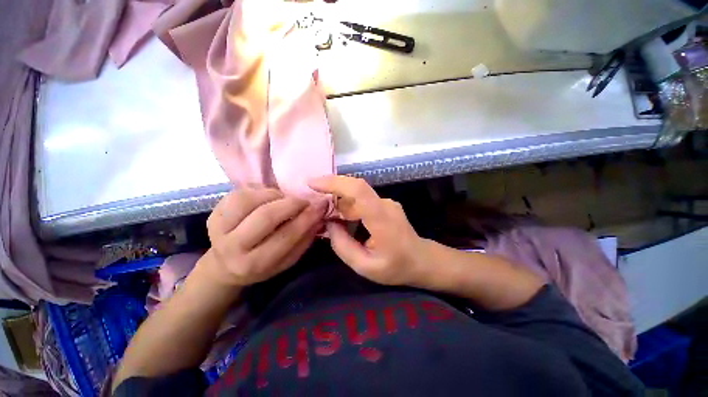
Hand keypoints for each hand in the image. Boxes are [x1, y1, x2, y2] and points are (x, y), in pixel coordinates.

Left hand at [200, 187, 327, 286]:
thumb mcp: (288, 260)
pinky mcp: (213, 213)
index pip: (286, 236)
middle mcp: (232, 247)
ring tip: (284, 200)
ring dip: (273, 195)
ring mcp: (218, 228)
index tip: (321, 205)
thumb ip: (304, 238)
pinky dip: (259, 191)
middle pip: (265, 216)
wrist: (226, 266)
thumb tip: (319, 214)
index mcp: (254, 263)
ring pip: (248, 200)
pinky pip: (239, 193)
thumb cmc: (263, 264)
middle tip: (304, 201)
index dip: (306, 218)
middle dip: (291, 204)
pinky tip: (268, 198)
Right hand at [309, 176, 427, 285]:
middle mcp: (384, 204)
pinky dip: (348, 206)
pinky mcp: (384, 204)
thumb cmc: (396, 266)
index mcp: (381, 219)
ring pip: (356, 195)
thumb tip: (329, 224)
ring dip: (339, 202)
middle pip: (354, 188)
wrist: (421, 260)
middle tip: (315, 207)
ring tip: (327, 218)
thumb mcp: (365, 266)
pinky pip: (362, 200)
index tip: (312, 184)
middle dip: (331, 192)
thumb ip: (342, 246)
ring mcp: (386, 202)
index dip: (334, 183)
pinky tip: (342, 220)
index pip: (358, 190)